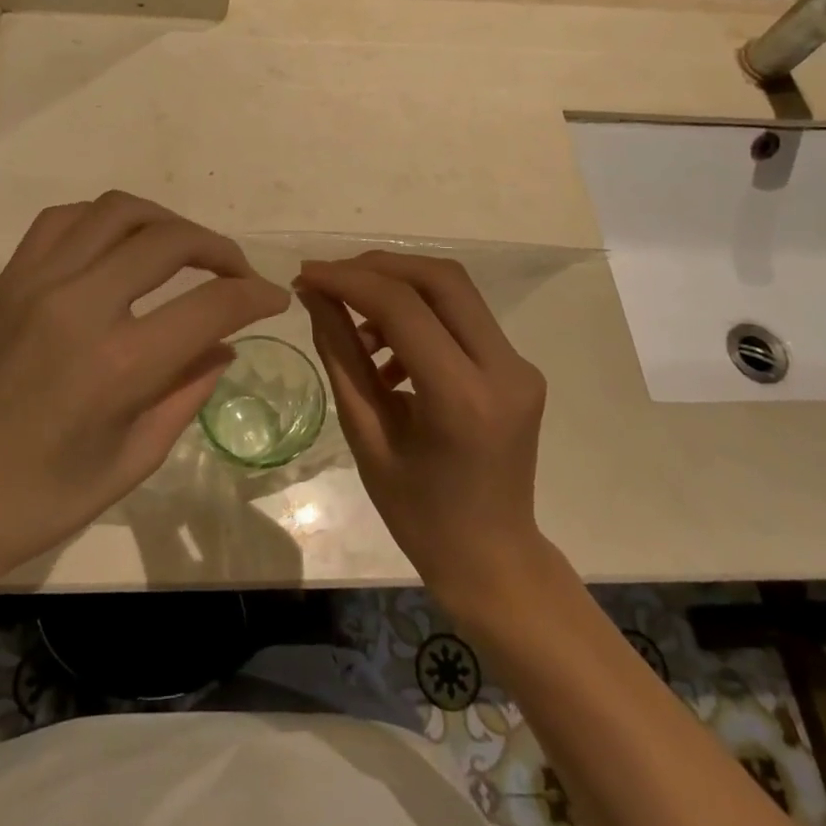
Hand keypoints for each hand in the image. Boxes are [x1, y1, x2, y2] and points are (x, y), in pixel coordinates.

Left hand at [0, 192, 288, 582]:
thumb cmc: (37, 503)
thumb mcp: (130, 461)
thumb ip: (186, 394)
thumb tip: (224, 346)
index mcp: (117, 365)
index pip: (211, 304)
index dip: (255, 295)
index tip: (275, 298)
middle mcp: (78, 305)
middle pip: (169, 240)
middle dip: (219, 249)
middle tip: (237, 274)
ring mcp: (35, 283)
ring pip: (117, 211)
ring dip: (165, 222)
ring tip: (185, 251)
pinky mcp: (6, 280)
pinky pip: (64, 220)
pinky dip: (106, 220)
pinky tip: (119, 247)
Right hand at [298, 252, 547, 617]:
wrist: (492, 557)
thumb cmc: (418, 512)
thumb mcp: (365, 434)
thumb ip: (341, 355)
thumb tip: (314, 295)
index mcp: (463, 398)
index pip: (403, 308)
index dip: (349, 280)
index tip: (306, 275)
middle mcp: (504, 369)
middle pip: (440, 279)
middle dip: (377, 267)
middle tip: (329, 280)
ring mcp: (519, 365)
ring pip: (454, 291)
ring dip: (398, 289)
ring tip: (354, 328)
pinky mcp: (518, 367)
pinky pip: (462, 318)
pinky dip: (419, 315)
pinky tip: (387, 352)